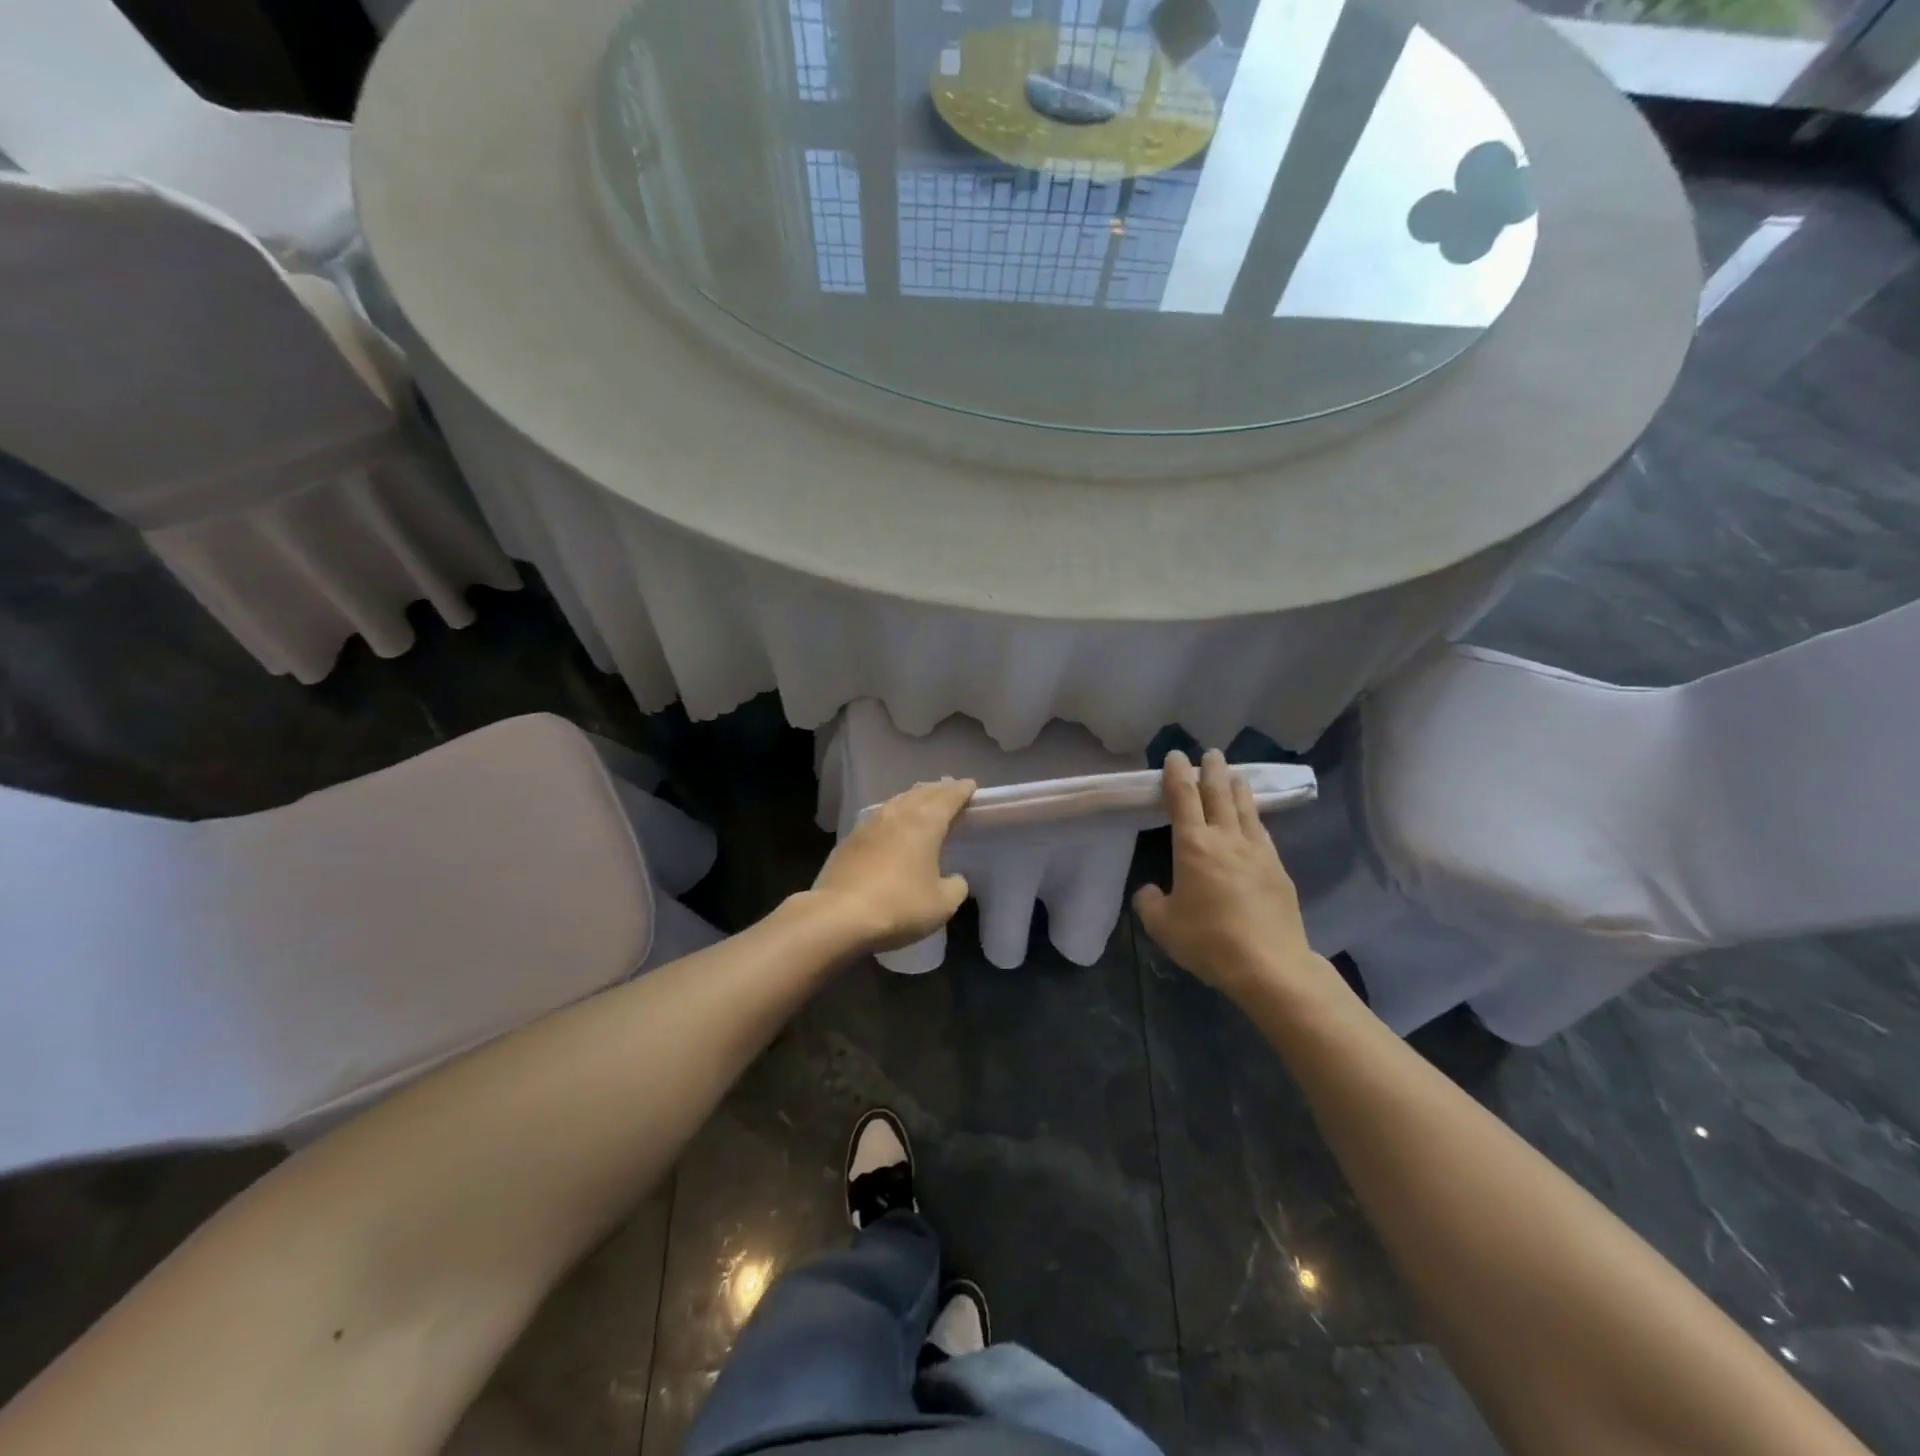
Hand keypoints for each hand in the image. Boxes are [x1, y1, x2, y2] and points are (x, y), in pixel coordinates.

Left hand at [806, 777, 975, 953]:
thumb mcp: (942, 904)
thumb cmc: (899, 906)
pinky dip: (892, 816)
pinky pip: (878, 818)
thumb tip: (954, 878)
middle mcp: (897, 814)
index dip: (962, 790)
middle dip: (939, 789)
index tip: (971, 786)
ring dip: (914, 799)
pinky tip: (891, 826)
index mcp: (924, 822)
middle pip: (922, 792)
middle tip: (950, 789)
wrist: (838, 916)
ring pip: (897, 801)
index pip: (948, 797)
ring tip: (922, 802)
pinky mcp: (849, 840)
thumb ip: (956, 886)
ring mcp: (869, 825)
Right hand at [1133, 750, 1344, 1005]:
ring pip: (1246, 809)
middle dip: (1212, 770)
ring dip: (1237, 788)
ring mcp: (1257, 852)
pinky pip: (1262, 832)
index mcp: (1194, 845)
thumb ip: (1150, 902)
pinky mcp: (1278, 869)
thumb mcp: (1163, 926)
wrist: (1269, 964)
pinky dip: (1254, 817)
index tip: (1175, 755)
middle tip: (1211, 753)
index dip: (1176, 774)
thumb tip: (1150, 890)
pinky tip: (1254, 820)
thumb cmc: (1209, 940)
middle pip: (1219, 794)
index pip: (1182, 798)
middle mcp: (1226, 839)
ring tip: (1235, 775)